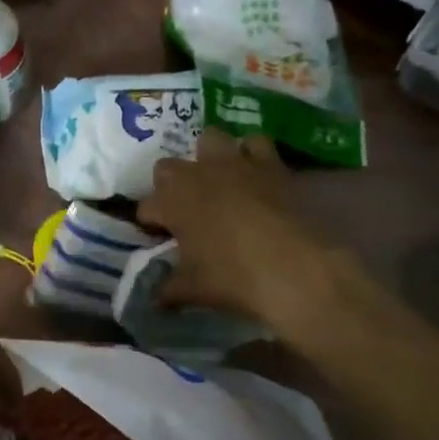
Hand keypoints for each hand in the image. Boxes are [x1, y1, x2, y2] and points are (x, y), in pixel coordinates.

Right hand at [138, 129, 356, 331]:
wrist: (292, 268)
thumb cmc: (231, 277)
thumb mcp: (191, 289)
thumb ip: (168, 289)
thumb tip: (155, 299)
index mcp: (170, 201)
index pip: (147, 208)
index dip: (151, 224)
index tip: (160, 239)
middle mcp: (196, 174)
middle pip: (168, 168)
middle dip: (170, 186)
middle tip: (184, 211)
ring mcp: (233, 163)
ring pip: (210, 140)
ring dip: (208, 158)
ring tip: (216, 181)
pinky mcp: (269, 163)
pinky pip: (255, 143)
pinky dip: (251, 154)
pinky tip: (254, 173)